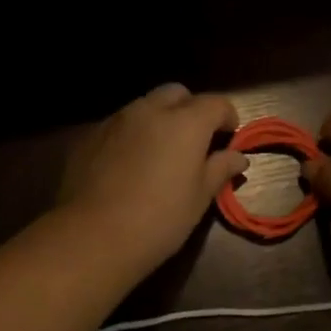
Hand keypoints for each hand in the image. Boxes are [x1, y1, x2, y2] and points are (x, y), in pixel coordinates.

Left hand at [58, 84, 246, 270]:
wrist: (93, 236)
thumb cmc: (159, 219)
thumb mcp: (199, 198)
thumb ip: (219, 169)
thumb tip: (238, 157)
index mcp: (186, 122)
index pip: (216, 103)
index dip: (228, 117)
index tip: (229, 139)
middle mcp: (151, 110)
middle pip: (178, 94)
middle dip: (191, 110)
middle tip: (195, 141)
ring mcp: (118, 119)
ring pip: (146, 105)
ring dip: (160, 119)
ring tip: (162, 152)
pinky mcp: (92, 135)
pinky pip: (121, 123)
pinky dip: (134, 134)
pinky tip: (131, 163)